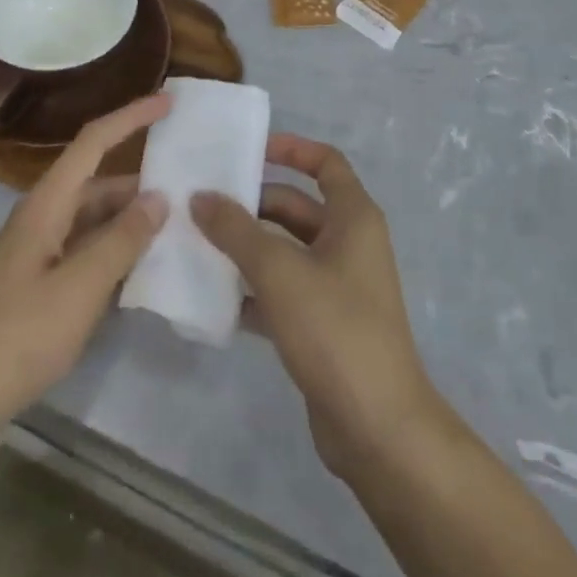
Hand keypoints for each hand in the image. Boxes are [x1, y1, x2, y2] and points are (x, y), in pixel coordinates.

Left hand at [0, 93, 171, 460]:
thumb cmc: (18, 336)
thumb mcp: (80, 287)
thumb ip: (122, 240)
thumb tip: (159, 197)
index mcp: (47, 205)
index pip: (93, 142)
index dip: (131, 117)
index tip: (168, 103)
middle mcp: (43, 219)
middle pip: (98, 183)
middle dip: (141, 181)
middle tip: (191, 185)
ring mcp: (40, 254)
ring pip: (94, 221)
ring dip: (131, 221)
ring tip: (180, 228)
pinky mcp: (40, 287)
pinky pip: (87, 254)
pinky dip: (116, 254)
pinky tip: (146, 271)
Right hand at [191, 135, 440, 480]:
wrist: (378, 428)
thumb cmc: (334, 328)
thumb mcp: (279, 270)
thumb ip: (236, 230)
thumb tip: (200, 196)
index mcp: (353, 217)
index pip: (325, 162)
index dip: (290, 148)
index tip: (248, 150)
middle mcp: (349, 243)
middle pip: (296, 207)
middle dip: (252, 204)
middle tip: (202, 203)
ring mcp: (338, 287)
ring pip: (286, 251)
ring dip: (247, 248)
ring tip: (197, 245)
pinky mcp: (324, 325)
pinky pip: (283, 291)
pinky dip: (253, 290)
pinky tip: (214, 298)